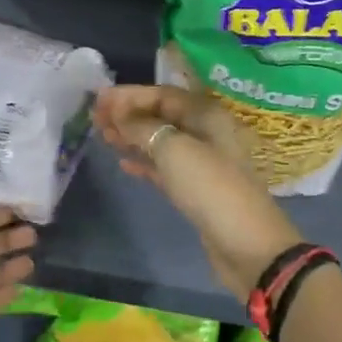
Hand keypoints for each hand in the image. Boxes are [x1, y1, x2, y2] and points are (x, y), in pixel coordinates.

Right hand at [94, 84, 300, 301]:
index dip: (130, 95)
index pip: (163, 94)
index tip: (98, 99)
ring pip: (161, 141)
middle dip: (128, 114)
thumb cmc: (211, 188)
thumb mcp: (174, 151)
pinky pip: (164, 167)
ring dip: (132, 137)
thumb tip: (118, 113)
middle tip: (94, 118)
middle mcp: (206, 132)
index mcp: (206, 115)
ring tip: (103, 136)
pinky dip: (144, 162)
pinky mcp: (196, 189)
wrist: (247, 246)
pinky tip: (123, 163)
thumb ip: (143, 127)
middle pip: (161, 116)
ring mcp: (202, 162)